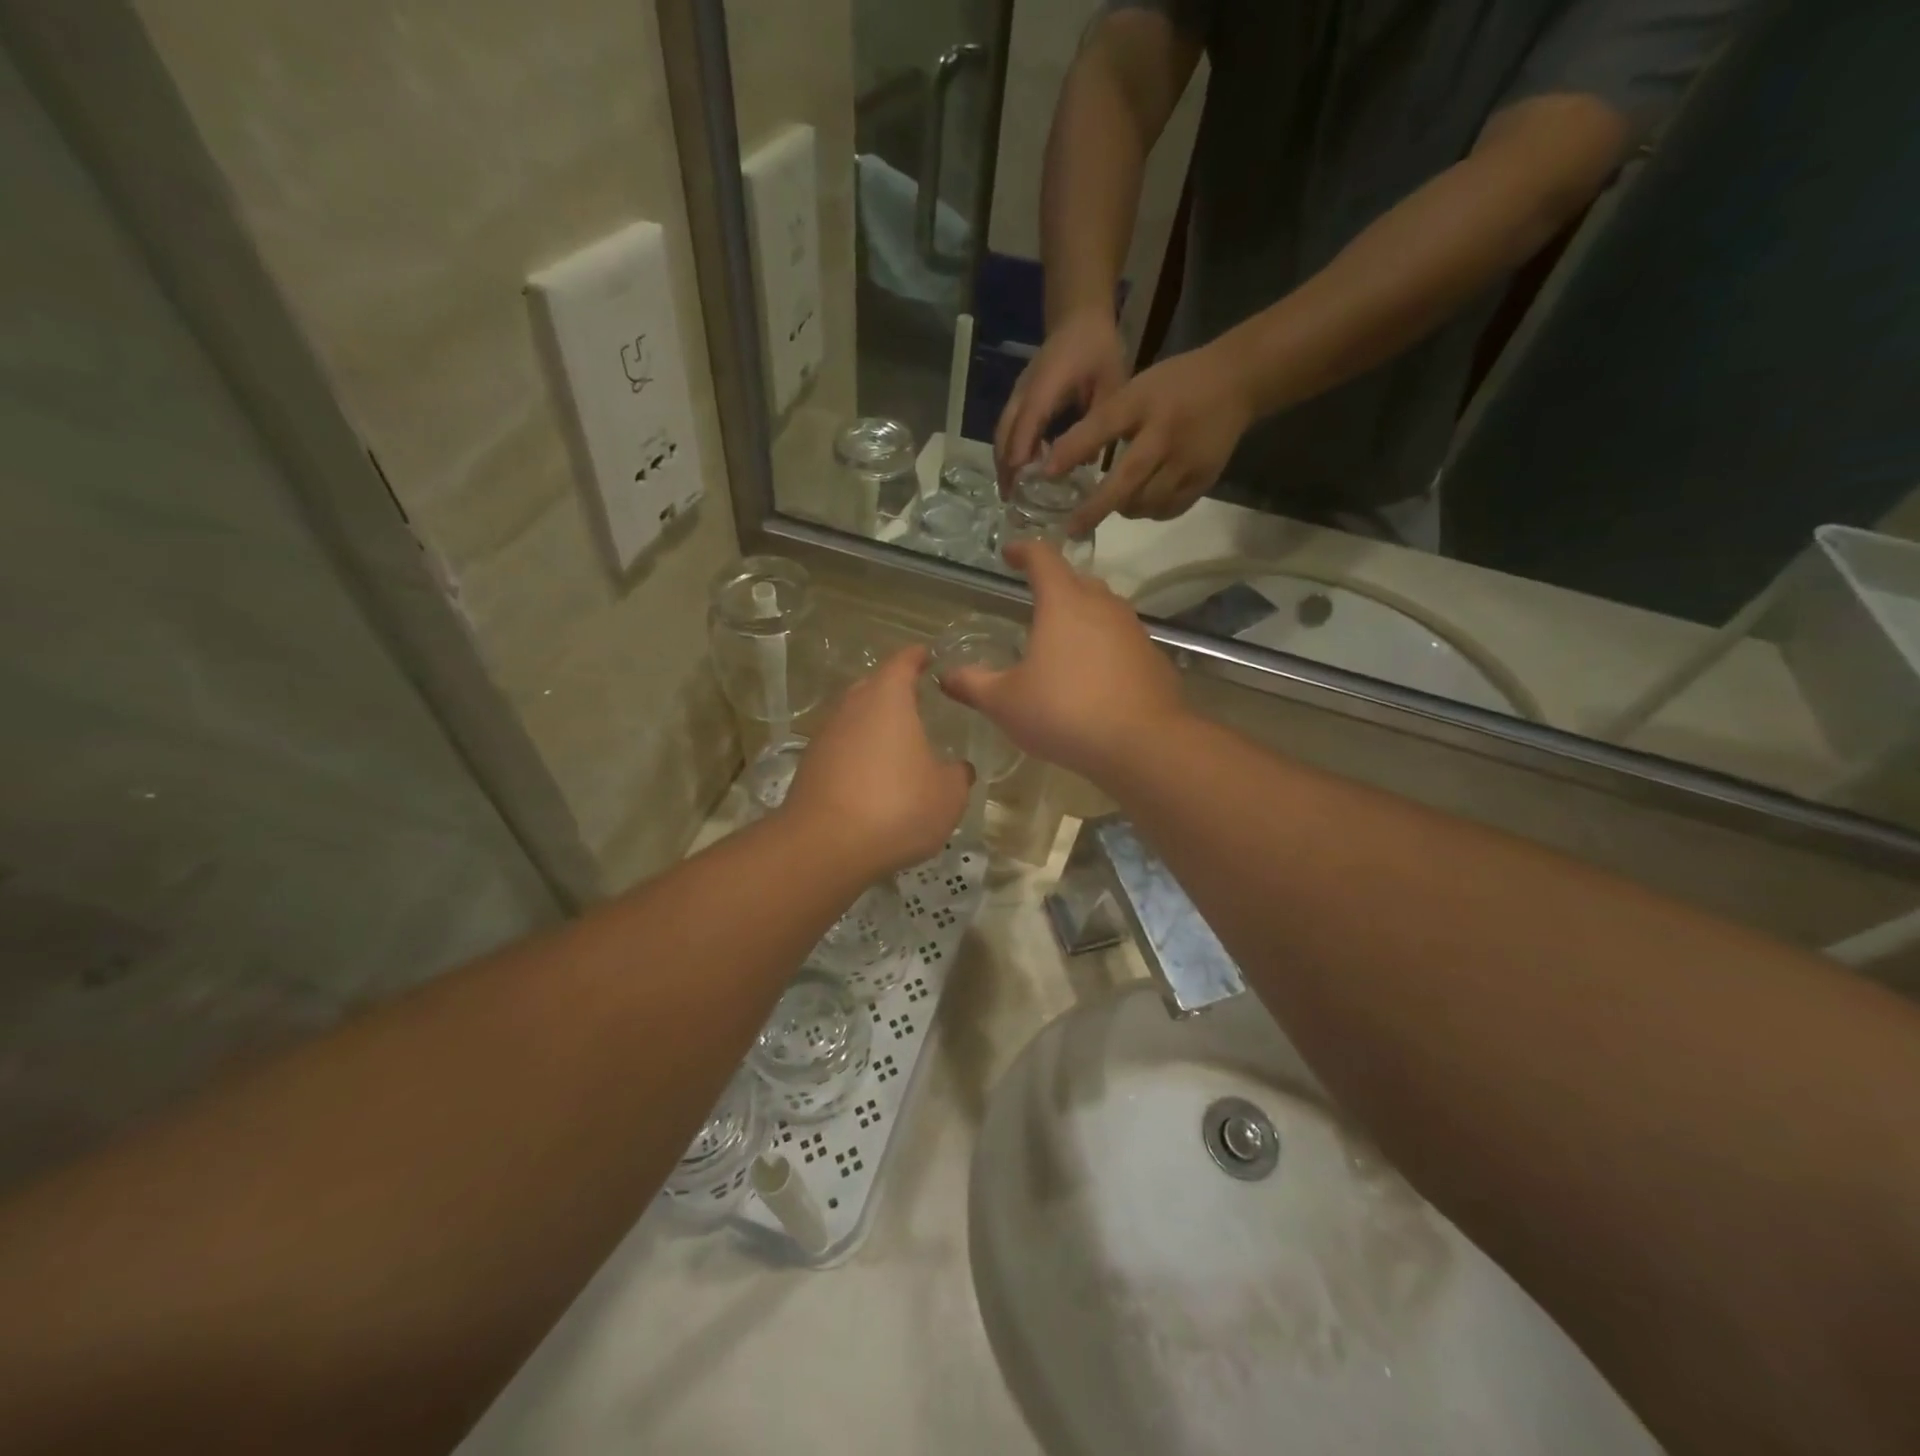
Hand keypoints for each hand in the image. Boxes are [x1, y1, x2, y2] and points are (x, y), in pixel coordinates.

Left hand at [783, 648, 972, 876]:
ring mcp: (825, 737)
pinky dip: (858, 754)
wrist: (825, 846)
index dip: (916, 657)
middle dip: (893, 690)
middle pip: (872, 687)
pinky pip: (840, 749)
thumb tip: (959, 768)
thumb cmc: (897, 806)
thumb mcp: (947, 795)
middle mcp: (852, 708)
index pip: (902, 663)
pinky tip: (873, 778)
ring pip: (853, 719)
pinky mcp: (810, 767)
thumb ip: (957, 775)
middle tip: (916, 699)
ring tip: (897, 743)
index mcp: (887, 699)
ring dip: (873, 726)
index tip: (927, 654)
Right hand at [939, 541, 1184, 783]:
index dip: (1023, 551)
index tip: (1009, 554)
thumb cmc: (1064, 713)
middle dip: (1056, 584)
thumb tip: (944, 676)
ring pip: (1104, 609)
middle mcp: (1102, 606)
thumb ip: (973, 685)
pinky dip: (1104, 647)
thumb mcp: (1005, 703)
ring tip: (1063, 640)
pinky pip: (1122, 641)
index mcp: (1063, 603)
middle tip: (1036, 601)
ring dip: (1083, 615)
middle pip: (1078, 580)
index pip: (1043, 558)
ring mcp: (1133, 631)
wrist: (1142, 744)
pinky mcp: (1153, 658)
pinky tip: (1094, 676)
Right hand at [994, 308, 1129, 493]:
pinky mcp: (1019, 399)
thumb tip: (1088, 462)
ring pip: (1001, 433)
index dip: (1022, 450)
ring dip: (1004, 463)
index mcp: (1048, 383)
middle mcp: (1025, 391)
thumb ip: (1099, 419)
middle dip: (1005, 467)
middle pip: (1005, 433)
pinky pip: (1008, 429)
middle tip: (1011, 500)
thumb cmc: (1098, 349)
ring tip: (1011, 494)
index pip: (1029, 420)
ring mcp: (1018, 394)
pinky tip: (1020, 473)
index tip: (1019, 480)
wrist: (1078, 317)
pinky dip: (1008, 452)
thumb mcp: (1112, 382)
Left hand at [1045, 340, 1255, 534]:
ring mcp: (1188, 461)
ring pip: (1146, 502)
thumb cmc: (1173, 386)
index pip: (1103, 426)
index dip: (1073, 450)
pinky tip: (1141, 502)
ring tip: (1110, 506)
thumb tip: (1061, 463)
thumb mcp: (1136, 390)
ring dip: (1123, 509)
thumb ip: (1103, 423)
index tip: (1046, 472)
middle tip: (1071, 528)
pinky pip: (1167, 509)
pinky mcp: (1204, 480)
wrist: (1237, 383)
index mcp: (1144, 403)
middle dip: (1095, 508)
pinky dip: (1149, 511)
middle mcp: (1165, 434)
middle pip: (1127, 480)